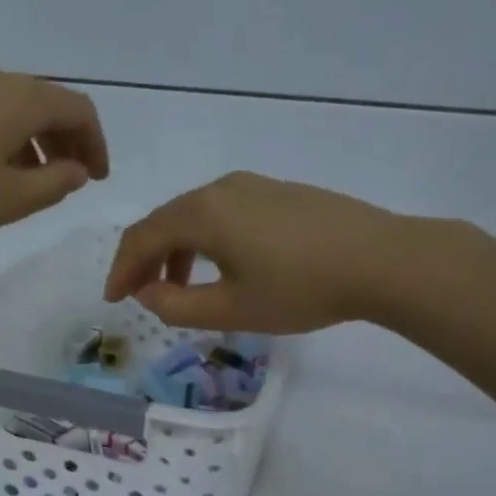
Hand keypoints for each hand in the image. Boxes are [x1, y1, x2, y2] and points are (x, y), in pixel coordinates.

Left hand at [0, 65, 107, 240]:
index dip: (96, 144)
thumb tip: (76, 170)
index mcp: (22, 99)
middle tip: (70, 179)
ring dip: (32, 142)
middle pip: (46, 104)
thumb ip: (53, 184)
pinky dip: (2, 137)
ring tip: (29, 181)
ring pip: (12, 108)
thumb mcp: (9, 199)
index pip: (79, 110)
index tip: (97, 178)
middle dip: (65, 142)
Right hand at [104, 172, 430, 333]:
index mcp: (201, 213)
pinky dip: (204, 239)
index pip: (142, 238)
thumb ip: (176, 306)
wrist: (382, 260)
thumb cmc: (300, 289)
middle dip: (145, 259)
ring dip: (174, 250)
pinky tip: (219, 265)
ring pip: (194, 216)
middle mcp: (219, 189)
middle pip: (164, 221)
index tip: (113, 300)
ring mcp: (251, 185)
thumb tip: (147, 292)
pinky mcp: (277, 191)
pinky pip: (221, 212)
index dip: (121, 270)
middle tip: (138, 294)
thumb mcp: (231, 310)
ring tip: (177, 286)